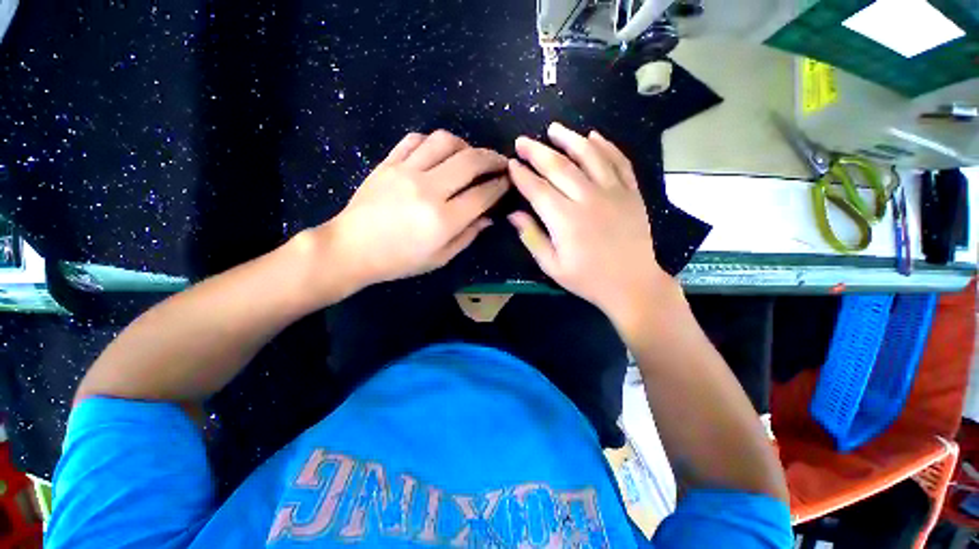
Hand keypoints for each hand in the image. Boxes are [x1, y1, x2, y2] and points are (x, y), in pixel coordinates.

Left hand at [322, 130, 508, 290]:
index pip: (482, 195)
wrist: (352, 248)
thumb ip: (468, 235)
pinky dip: (433, 142)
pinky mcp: (388, 163)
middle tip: (500, 162)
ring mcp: (406, 172)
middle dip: (492, 159)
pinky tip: (439, 152)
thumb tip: (489, 217)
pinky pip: (415, 140)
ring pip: (445, 142)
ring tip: (470, 156)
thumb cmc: (400, 260)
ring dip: (465, 145)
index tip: (508, 180)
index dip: (500, 185)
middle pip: (470, 161)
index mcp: (443, 220)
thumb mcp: (440, 258)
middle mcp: (428, 190)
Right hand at [507, 122, 675, 326]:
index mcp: (565, 220)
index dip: (521, 175)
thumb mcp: (552, 266)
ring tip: (554, 128)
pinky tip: (594, 136)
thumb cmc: (588, 279)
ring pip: (589, 156)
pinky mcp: (632, 192)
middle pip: (558, 167)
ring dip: (570, 139)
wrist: (632, 284)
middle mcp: (588, 199)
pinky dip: (606, 146)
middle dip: (537, 151)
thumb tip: (513, 214)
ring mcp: (613, 192)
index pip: (537, 189)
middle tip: (522, 141)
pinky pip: (619, 161)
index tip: (511, 163)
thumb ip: (532, 238)